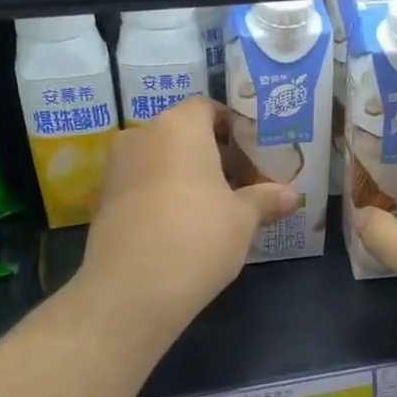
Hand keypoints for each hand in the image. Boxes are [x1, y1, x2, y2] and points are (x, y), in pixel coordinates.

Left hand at [79, 98, 295, 338]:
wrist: (132, 288)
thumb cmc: (198, 236)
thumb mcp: (243, 219)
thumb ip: (266, 199)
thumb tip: (292, 195)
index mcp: (179, 126)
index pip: (208, 108)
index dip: (234, 129)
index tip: (255, 156)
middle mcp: (142, 135)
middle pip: (184, 134)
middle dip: (215, 156)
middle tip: (244, 186)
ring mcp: (117, 168)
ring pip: (162, 161)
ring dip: (189, 178)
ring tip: (218, 210)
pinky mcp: (103, 200)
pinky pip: (143, 185)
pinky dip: (165, 196)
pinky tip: (186, 227)